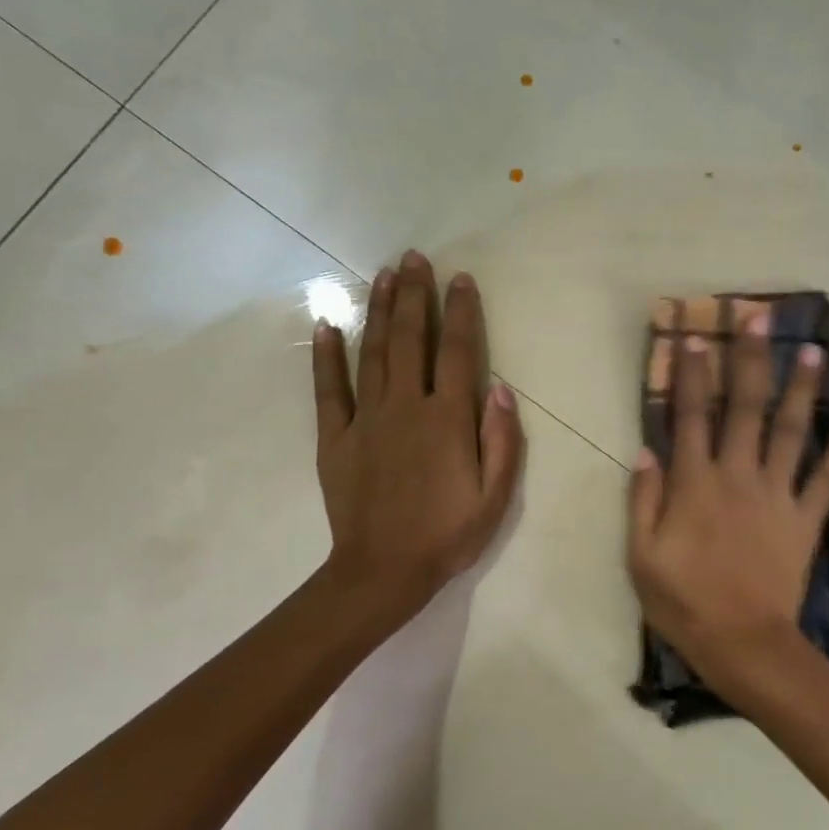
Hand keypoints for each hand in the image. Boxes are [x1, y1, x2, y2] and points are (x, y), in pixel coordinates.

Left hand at [313, 251, 524, 624]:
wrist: (383, 571)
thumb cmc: (448, 535)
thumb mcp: (496, 497)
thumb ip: (502, 440)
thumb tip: (500, 388)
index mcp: (447, 420)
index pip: (458, 353)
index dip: (461, 313)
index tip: (461, 280)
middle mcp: (406, 407)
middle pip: (410, 340)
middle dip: (414, 296)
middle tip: (414, 258)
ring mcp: (365, 419)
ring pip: (373, 353)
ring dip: (378, 311)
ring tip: (383, 274)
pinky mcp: (335, 438)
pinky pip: (329, 389)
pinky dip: (327, 355)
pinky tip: (328, 325)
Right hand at [627, 313, 828, 669]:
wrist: (742, 642)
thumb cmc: (684, 601)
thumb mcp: (641, 556)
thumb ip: (642, 500)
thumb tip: (646, 451)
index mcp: (695, 483)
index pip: (691, 416)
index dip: (694, 374)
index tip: (698, 336)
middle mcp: (738, 476)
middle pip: (745, 408)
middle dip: (751, 360)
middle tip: (760, 318)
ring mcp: (777, 495)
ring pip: (792, 431)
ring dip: (802, 389)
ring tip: (814, 351)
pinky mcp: (806, 519)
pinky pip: (828, 479)